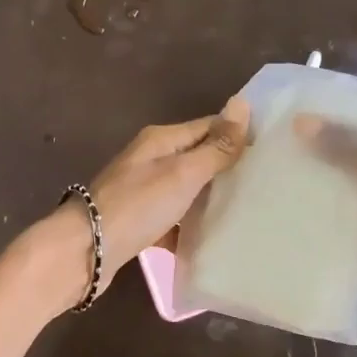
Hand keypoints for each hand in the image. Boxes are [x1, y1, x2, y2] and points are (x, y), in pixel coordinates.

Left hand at [49, 97, 249, 305]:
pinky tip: (212, 242)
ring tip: (248, 213)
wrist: (84, 252)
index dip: (238, 135)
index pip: (209, 126)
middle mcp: (151, 160)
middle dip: (228, 170)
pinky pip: (173, 220)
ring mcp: (143, 191)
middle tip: (267, 185)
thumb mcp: (183, 173)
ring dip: (211, 200)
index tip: (272, 151)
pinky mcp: (139, 222)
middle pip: (198, 158)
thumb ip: (215, 146)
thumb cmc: (137, 206)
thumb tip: (243, 104)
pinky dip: (189, 228)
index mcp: (161, 140)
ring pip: (187, 191)